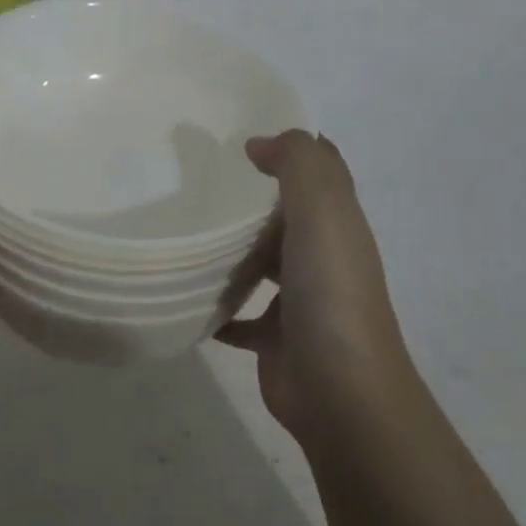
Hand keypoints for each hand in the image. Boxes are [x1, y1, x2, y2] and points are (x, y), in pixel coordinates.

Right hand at [215, 131, 418, 451]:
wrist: (339, 391)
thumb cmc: (330, 293)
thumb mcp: (323, 212)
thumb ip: (298, 164)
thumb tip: (259, 144)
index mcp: (338, 225)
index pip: (322, 172)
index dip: (293, 149)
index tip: (245, 133)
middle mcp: (322, 258)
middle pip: (287, 218)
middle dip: (252, 199)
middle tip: (198, 180)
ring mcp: (299, 301)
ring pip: (262, 265)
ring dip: (233, 252)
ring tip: (185, 232)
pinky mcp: (275, 339)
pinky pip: (240, 317)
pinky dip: (218, 308)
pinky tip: (187, 296)